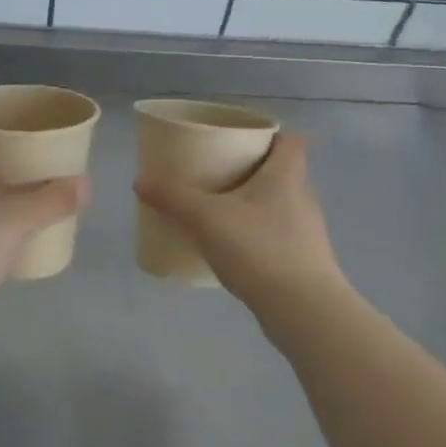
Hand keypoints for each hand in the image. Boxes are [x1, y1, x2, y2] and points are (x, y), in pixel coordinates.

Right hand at [134, 132, 352, 323]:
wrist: (305, 312)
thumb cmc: (261, 249)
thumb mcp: (207, 219)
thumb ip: (173, 198)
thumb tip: (140, 181)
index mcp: (286, 175)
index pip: (289, 140)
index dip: (267, 134)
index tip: (238, 138)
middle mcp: (301, 196)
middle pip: (280, 170)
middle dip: (250, 167)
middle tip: (216, 169)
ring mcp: (305, 231)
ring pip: (276, 203)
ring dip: (250, 201)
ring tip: (216, 207)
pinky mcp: (301, 260)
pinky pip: (274, 232)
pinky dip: (253, 231)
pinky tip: (230, 245)